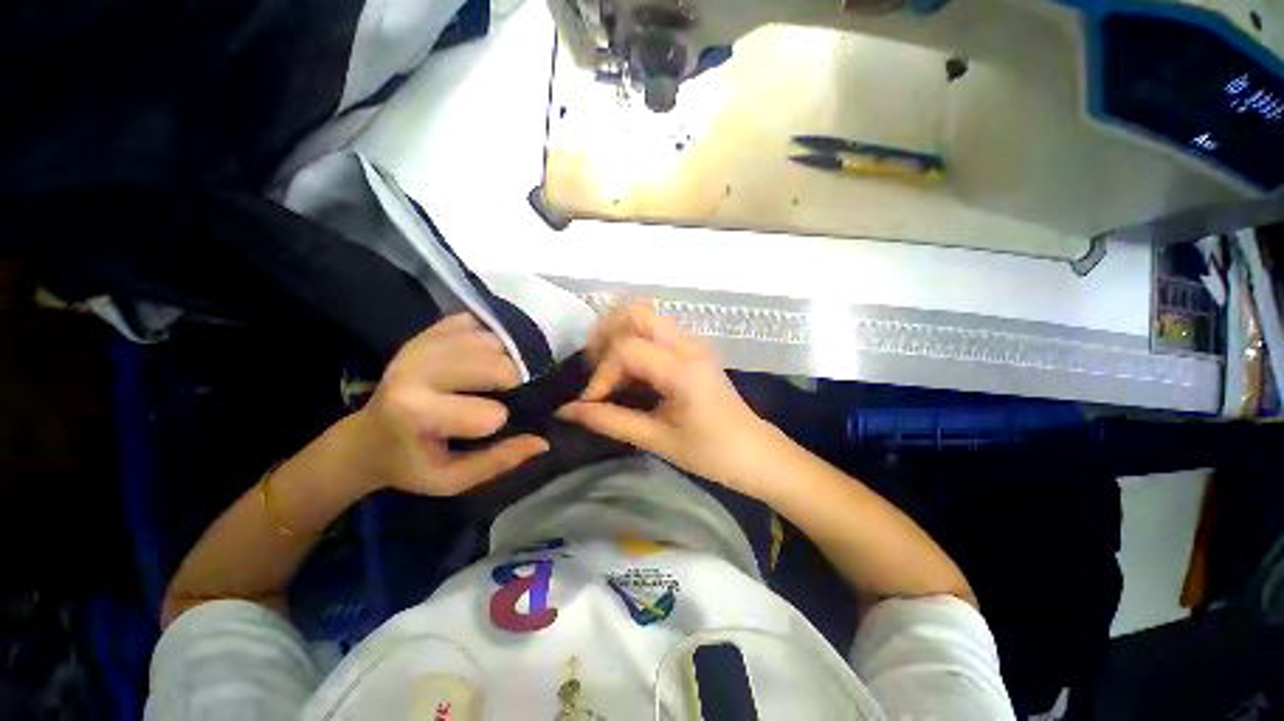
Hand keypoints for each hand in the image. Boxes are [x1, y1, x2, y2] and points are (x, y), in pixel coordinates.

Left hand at [354, 314, 548, 495]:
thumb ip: (498, 461)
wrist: (366, 438)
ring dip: (504, 359)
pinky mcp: (426, 331)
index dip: (499, 423)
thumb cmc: (410, 463)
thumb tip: (542, 441)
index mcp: (417, 414)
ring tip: (492, 378)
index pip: (491, 414)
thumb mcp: (452, 480)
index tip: (487, 430)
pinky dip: (489, 339)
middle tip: (502, 396)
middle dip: (512, 383)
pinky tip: (482, 356)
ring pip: (492, 341)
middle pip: (498, 366)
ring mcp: (421, 344)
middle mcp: (417, 370)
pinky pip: (477, 323)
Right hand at [557, 303, 782, 498]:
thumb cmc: (712, 453)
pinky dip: (635, 343)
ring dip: (620, 336)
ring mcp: (693, 344)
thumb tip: (569, 411)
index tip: (592, 403)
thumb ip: (611, 421)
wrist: (755, 452)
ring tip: (608, 369)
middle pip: (637, 313)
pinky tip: (629, 372)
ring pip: (647, 318)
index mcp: (683, 370)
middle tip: (594, 366)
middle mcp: (688, 346)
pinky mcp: (693, 351)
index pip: (627, 349)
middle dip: (607, 335)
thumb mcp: (658, 440)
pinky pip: (657, 332)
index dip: (602, 374)